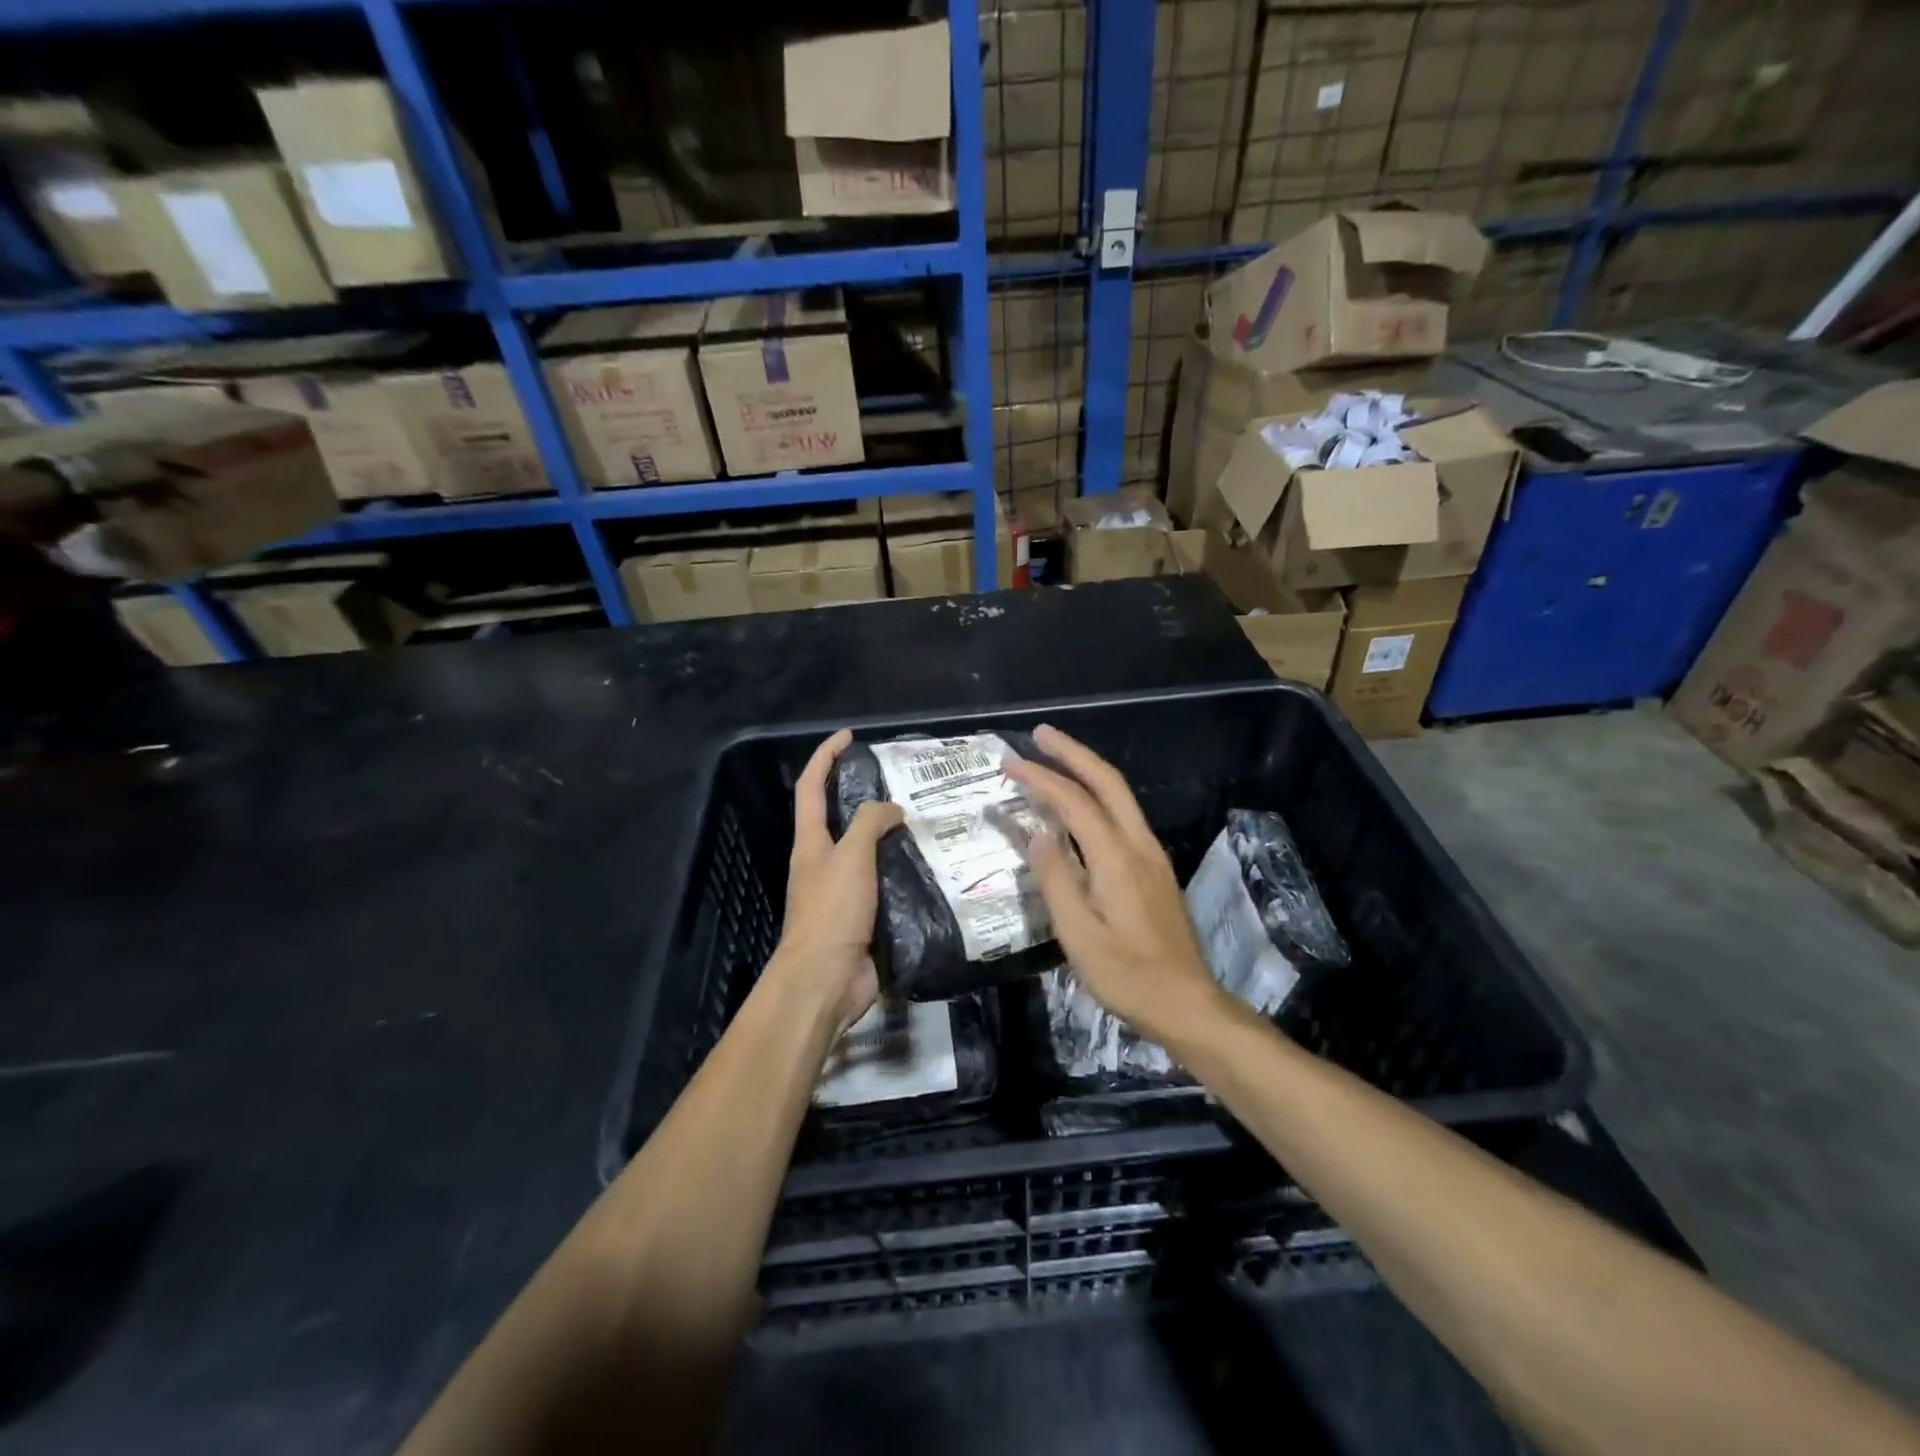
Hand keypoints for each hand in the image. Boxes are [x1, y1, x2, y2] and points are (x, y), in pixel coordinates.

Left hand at [768, 729, 903, 1034]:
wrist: (826, 981)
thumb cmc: (831, 912)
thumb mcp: (850, 858)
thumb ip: (870, 824)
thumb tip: (892, 809)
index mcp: (812, 842)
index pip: (811, 787)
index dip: (825, 756)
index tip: (849, 736)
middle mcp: (825, 861)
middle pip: (843, 817)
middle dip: (867, 795)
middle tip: (906, 782)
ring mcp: (846, 890)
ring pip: (871, 851)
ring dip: (894, 835)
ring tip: (930, 819)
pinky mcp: (867, 915)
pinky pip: (889, 882)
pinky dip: (907, 870)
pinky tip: (935, 864)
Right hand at [1007, 725, 1225, 1045]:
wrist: (1186, 1003)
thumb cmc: (1126, 975)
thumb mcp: (1079, 934)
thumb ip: (1057, 879)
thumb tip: (1038, 834)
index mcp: (1117, 858)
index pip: (1074, 802)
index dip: (1041, 778)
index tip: (1010, 763)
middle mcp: (1139, 845)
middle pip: (1107, 782)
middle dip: (1073, 753)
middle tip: (1040, 734)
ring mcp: (1152, 856)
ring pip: (1120, 796)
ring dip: (1088, 770)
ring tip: (1056, 759)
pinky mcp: (1155, 869)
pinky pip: (1123, 816)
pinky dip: (1098, 796)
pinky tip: (1081, 806)